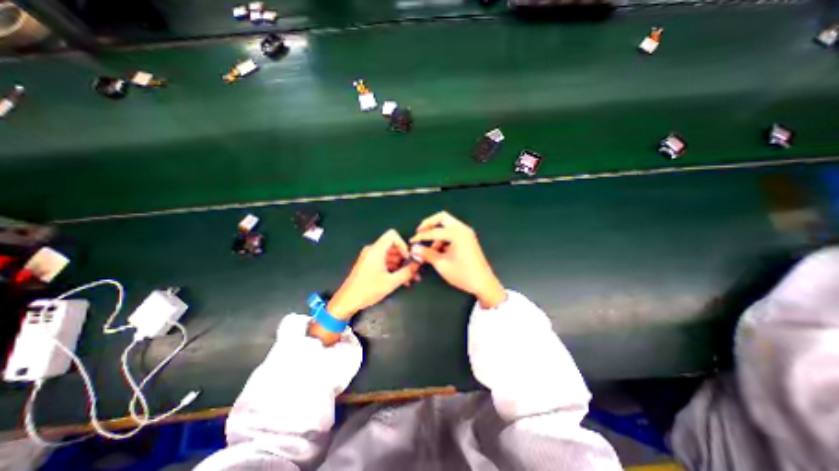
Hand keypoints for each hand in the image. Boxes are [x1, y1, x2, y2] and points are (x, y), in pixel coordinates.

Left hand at [328, 228, 418, 320]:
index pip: (392, 235)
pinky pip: (385, 261)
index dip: (403, 244)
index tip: (408, 258)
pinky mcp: (369, 264)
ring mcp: (370, 257)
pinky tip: (402, 280)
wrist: (347, 301)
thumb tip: (418, 264)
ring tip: (411, 278)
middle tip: (414, 269)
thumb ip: (407, 272)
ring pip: (390, 255)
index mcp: (376, 250)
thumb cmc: (368, 290)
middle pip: (393, 246)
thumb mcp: (391, 282)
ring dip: (401, 265)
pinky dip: (394, 268)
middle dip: (405, 258)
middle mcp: (373, 250)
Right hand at [409, 212, 503, 308]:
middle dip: (429, 224)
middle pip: (442, 218)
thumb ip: (426, 253)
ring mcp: (466, 233)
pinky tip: (437, 250)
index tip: (412, 241)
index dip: (421, 236)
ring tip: (428, 248)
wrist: (483, 283)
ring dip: (436, 233)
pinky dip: (443, 238)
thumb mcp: (441, 264)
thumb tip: (414, 248)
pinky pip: (452, 233)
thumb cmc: (463, 274)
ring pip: (447, 225)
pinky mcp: (467, 239)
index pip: (434, 231)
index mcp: (457, 233)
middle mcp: (462, 229)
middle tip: (419, 232)